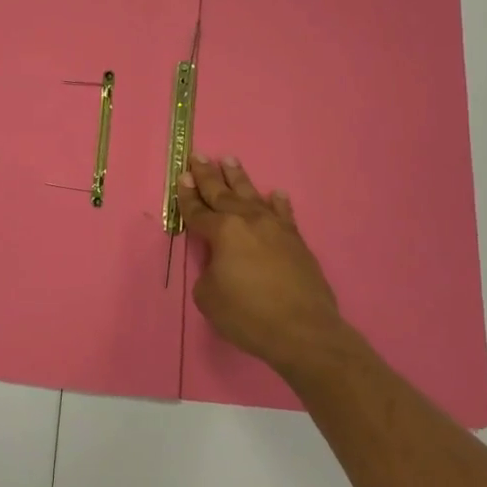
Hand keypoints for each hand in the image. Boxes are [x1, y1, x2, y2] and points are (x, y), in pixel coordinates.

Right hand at [178, 154, 348, 378]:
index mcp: (223, 232)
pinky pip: (284, 214)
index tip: (182, 176)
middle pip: (223, 194)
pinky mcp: (296, 241)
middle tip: (199, 156)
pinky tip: (275, 194)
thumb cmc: (249, 315)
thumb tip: (219, 264)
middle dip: (208, 175)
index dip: (187, 195)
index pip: (198, 211)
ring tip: (229, 159)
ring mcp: (275, 228)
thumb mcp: (209, 298)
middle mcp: (248, 221)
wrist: (304, 331)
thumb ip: (208, 272)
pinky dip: (278, 203)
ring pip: (252, 195)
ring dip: (238, 178)